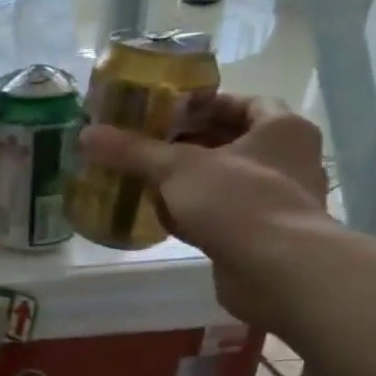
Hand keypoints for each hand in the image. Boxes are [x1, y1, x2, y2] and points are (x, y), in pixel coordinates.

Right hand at [78, 97, 328, 327]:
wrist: (276, 271)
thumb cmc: (237, 201)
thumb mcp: (176, 168)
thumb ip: (132, 150)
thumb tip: (86, 134)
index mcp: (282, 130)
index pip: (244, 103)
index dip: (205, 104)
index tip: (166, 112)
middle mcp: (288, 161)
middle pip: (231, 142)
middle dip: (188, 144)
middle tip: (146, 145)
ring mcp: (277, 202)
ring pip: (224, 181)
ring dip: (187, 181)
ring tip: (145, 179)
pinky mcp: (261, 236)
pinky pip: (222, 214)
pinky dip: (193, 213)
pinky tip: (162, 217)